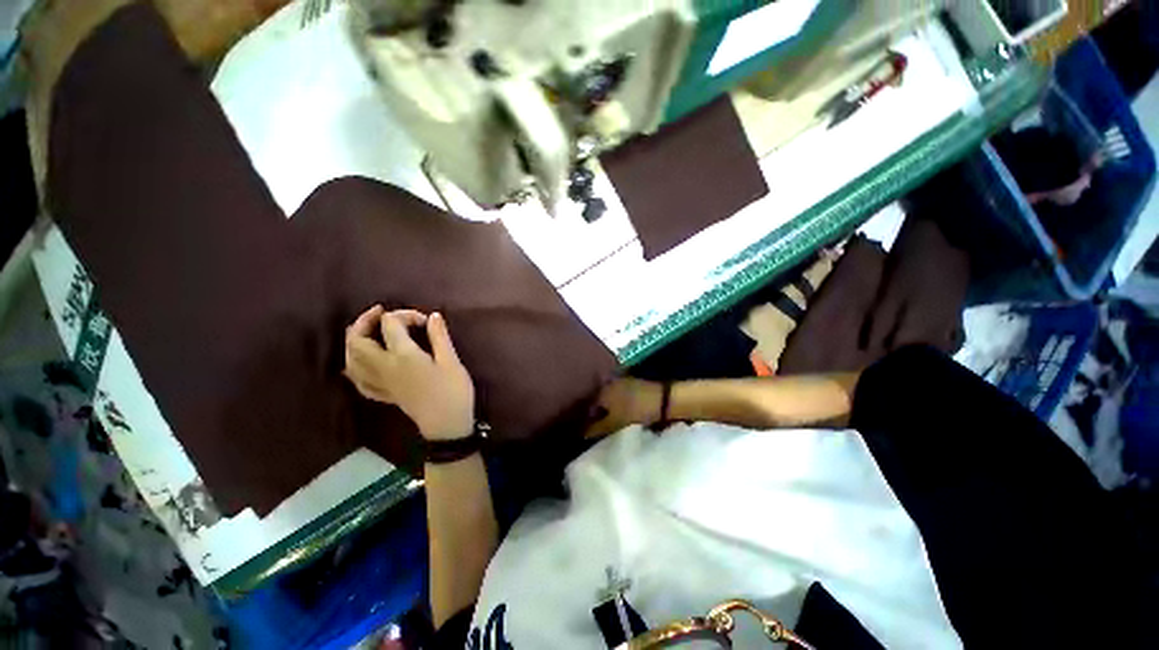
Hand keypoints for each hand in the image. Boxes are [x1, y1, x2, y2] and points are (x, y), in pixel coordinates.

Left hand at [344, 306, 475, 440]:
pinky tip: (364, 363)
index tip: (426, 321)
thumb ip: (440, 336)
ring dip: (355, 342)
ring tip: (369, 333)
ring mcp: (380, 382)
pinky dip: (356, 367)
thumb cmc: (453, 391)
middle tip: (380, 313)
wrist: (447, 425)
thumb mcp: (451, 361)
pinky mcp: (384, 394)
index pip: (390, 324)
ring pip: (351, 360)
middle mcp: (384, 367)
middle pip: (357, 341)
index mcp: (403, 355)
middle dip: (364, 321)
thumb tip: (433, 315)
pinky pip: (358, 380)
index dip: (406, 315)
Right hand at [584, 377, 663, 439]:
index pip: (588, 407)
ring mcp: (622, 382)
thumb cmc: (636, 412)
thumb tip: (582, 433)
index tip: (589, 433)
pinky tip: (624, 415)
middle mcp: (609, 383)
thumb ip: (596, 429)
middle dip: (599, 415)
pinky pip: (621, 397)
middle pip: (599, 402)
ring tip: (613, 425)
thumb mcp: (614, 424)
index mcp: (601, 391)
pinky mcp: (634, 384)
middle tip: (601, 431)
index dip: (588, 421)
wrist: (665, 400)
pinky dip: (620, 406)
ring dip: (610, 410)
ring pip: (610, 399)